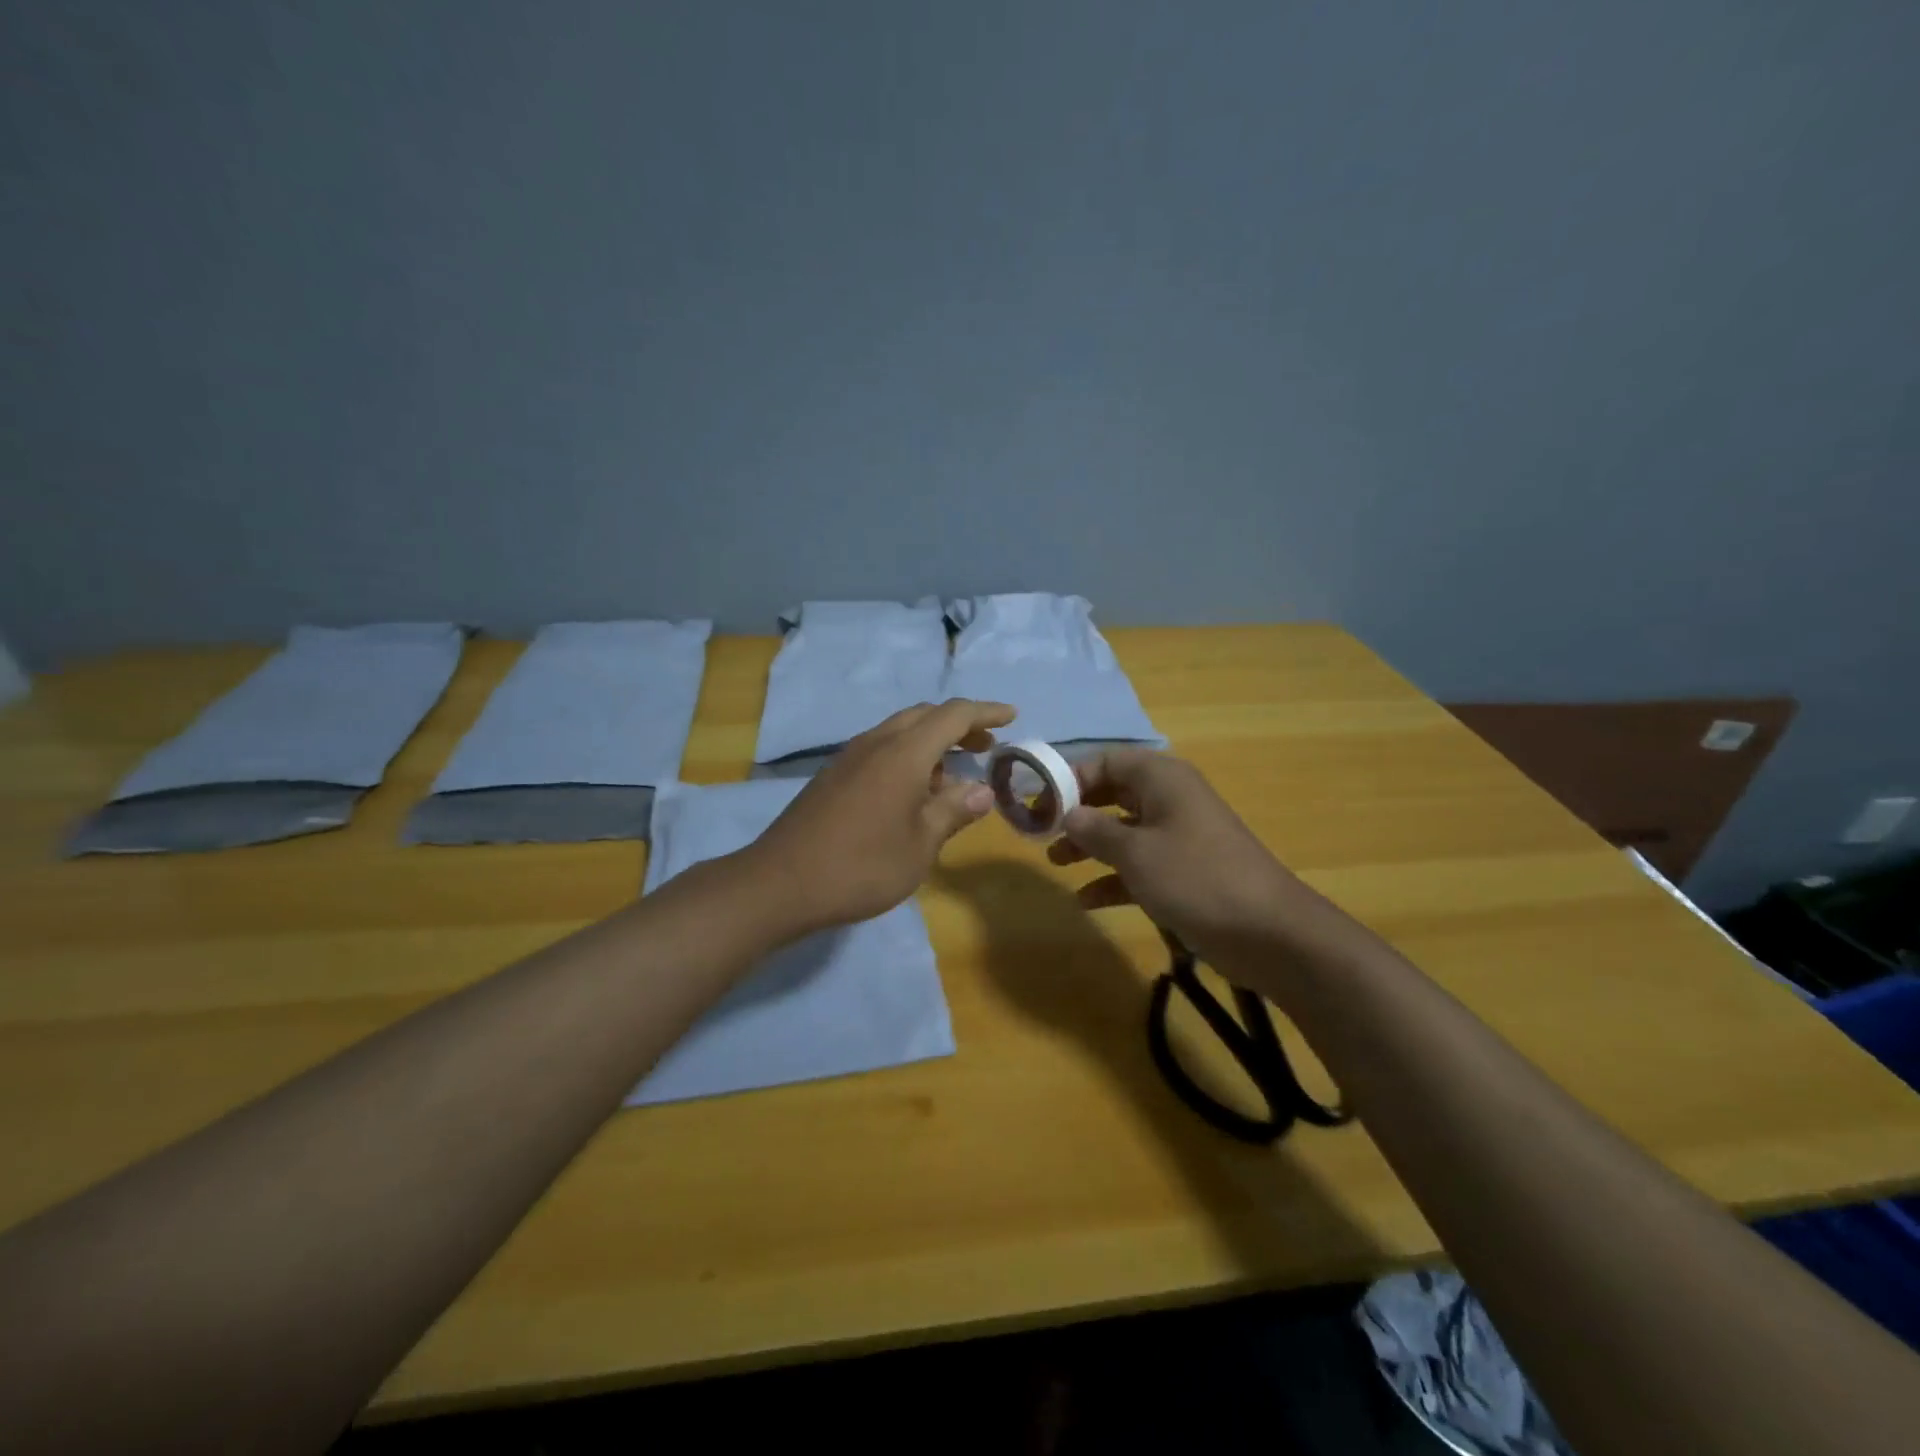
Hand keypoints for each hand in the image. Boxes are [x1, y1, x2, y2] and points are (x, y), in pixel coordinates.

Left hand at [749, 699, 1013, 933]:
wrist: (781, 883)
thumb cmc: (862, 865)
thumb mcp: (920, 845)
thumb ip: (953, 811)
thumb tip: (982, 791)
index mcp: (903, 753)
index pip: (954, 715)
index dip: (986, 712)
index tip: (1011, 717)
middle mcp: (876, 743)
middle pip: (924, 716)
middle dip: (959, 725)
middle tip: (986, 746)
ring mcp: (850, 757)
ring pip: (900, 731)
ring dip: (931, 742)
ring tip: (953, 776)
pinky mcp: (833, 775)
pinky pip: (880, 749)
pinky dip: (907, 757)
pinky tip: (912, 793)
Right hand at [1047, 749, 1353, 984]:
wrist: (1269, 932)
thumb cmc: (1196, 877)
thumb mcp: (1135, 852)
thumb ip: (1095, 830)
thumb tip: (1066, 814)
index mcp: (1161, 778)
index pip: (1104, 761)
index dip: (1069, 778)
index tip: (1038, 803)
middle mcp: (1169, 799)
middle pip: (1112, 794)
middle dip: (1076, 812)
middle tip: (1041, 832)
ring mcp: (1179, 836)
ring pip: (1123, 830)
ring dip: (1090, 845)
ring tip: (1056, 863)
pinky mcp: (1185, 871)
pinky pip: (1139, 864)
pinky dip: (1113, 877)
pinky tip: (1087, 900)